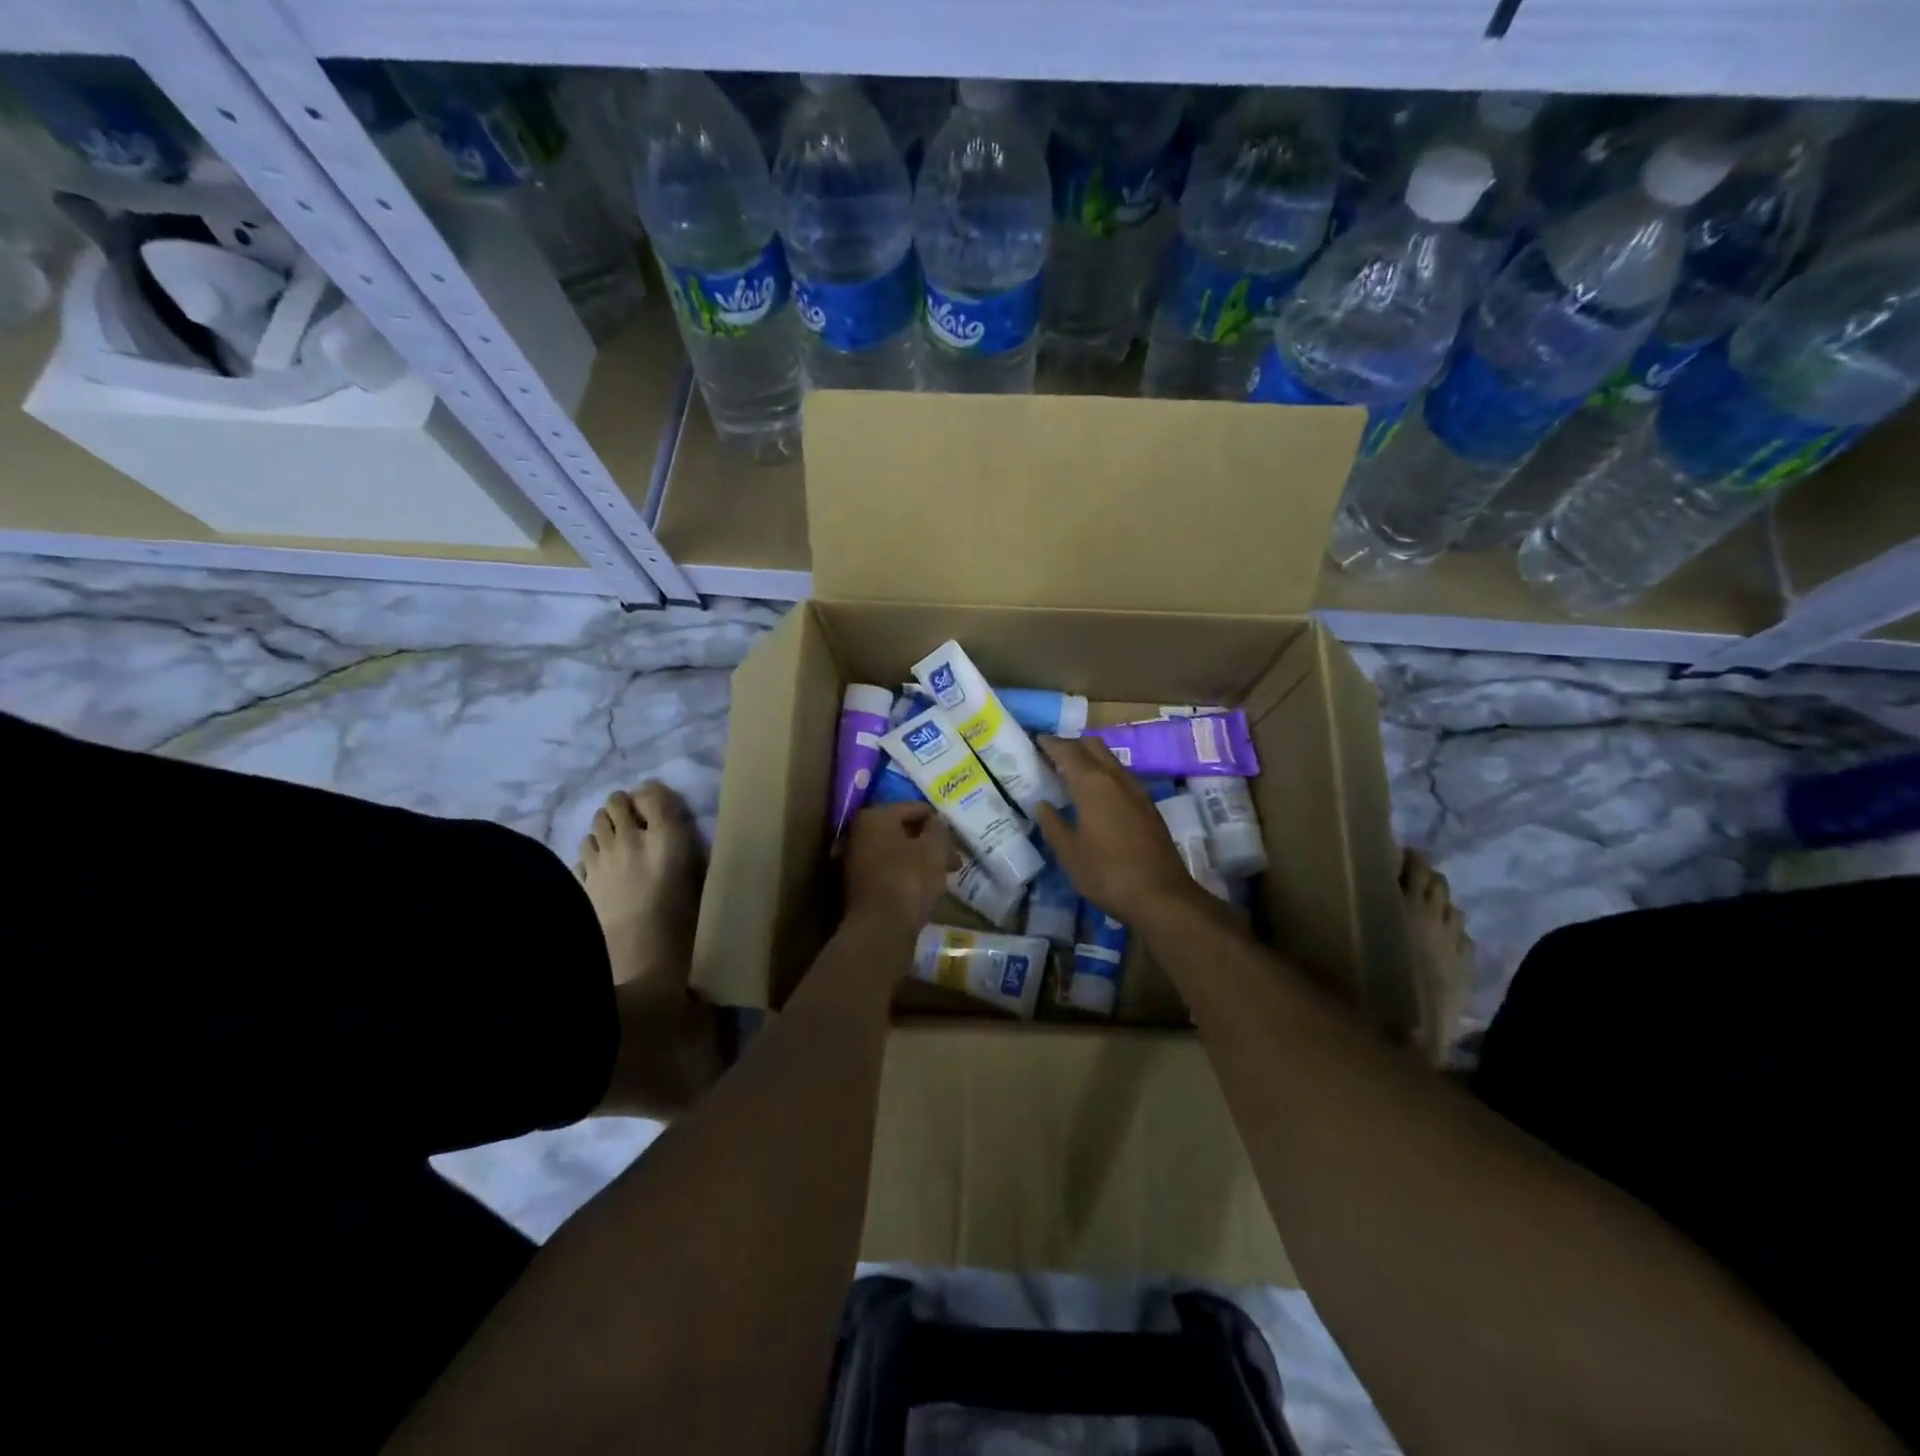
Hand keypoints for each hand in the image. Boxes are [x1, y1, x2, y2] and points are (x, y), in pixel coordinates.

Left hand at [843, 802, 950, 933]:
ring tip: (944, 875)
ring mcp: (855, 859)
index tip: (955, 837)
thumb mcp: (934, 849)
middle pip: (903, 830)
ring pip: (897, 852)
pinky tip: (924, 887)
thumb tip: (934, 822)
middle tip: (953, 859)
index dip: (938, 821)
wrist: (880, 930)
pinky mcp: (858, 885)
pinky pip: (889, 870)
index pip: (914, 808)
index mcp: (875, 815)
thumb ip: (937, 828)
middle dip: (929, 843)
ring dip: (920, 859)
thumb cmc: (909, 879)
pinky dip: (906, 873)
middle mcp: (859, 832)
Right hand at [1036, 736, 1203, 922]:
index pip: (1068, 750)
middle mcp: (1117, 778)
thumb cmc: (1107, 873)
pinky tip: (1097, 794)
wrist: (1161, 895)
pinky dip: (1105, 774)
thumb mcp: (1069, 853)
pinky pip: (1122, 776)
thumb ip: (1053, 824)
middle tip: (1052, 754)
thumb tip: (1043, 805)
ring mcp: (1137, 790)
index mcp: (1093, 784)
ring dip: (1091, 758)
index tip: (1036, 740)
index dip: (1050, 743)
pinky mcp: (1149, 806)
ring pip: (1111, 759)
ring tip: (1071, 772)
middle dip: (1072, 744)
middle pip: (1093, 745)